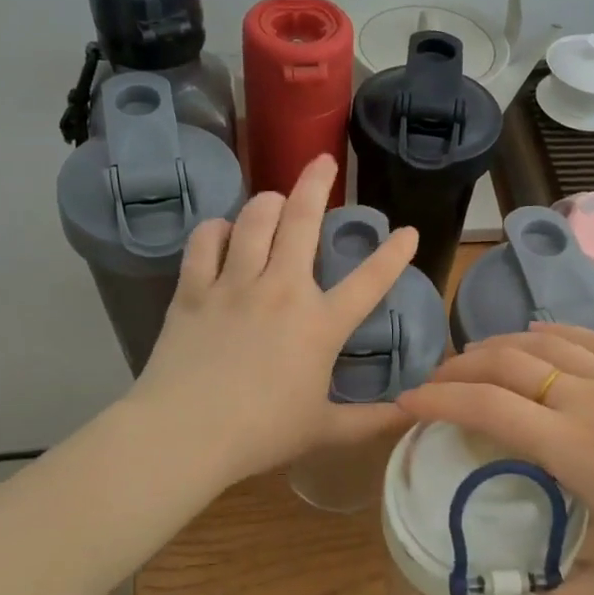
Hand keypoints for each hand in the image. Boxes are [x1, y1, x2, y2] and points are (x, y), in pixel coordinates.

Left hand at [127, 154, 418, 485]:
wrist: (186, 433)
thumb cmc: (261, 433)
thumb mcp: (324, 430)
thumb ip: (370, 421)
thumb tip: (408, 414)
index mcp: (320, 324)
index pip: (369, 280)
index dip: (393, 254)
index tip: (408, 231)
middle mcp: (282, 289)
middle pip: (303, 220)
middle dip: (317, 183)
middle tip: (323, 161)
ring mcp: (235, 284)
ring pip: (254, 219)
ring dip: (267, 201)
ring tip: (274, 198)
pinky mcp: (194, 289)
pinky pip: (206, 241)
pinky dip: (217, 229)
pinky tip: (223, 231)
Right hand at [399, 324, 593, 594]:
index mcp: (576, 446)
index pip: (490, 408)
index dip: (441, 400)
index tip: (407, 403)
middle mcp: (588, 400)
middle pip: (508, 365)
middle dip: (460, 367)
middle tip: (432, 383)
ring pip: (544, 344)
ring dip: (499, 345)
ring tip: (472, 357)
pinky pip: (590, 339)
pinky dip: (553, 331)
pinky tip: (539, 333)